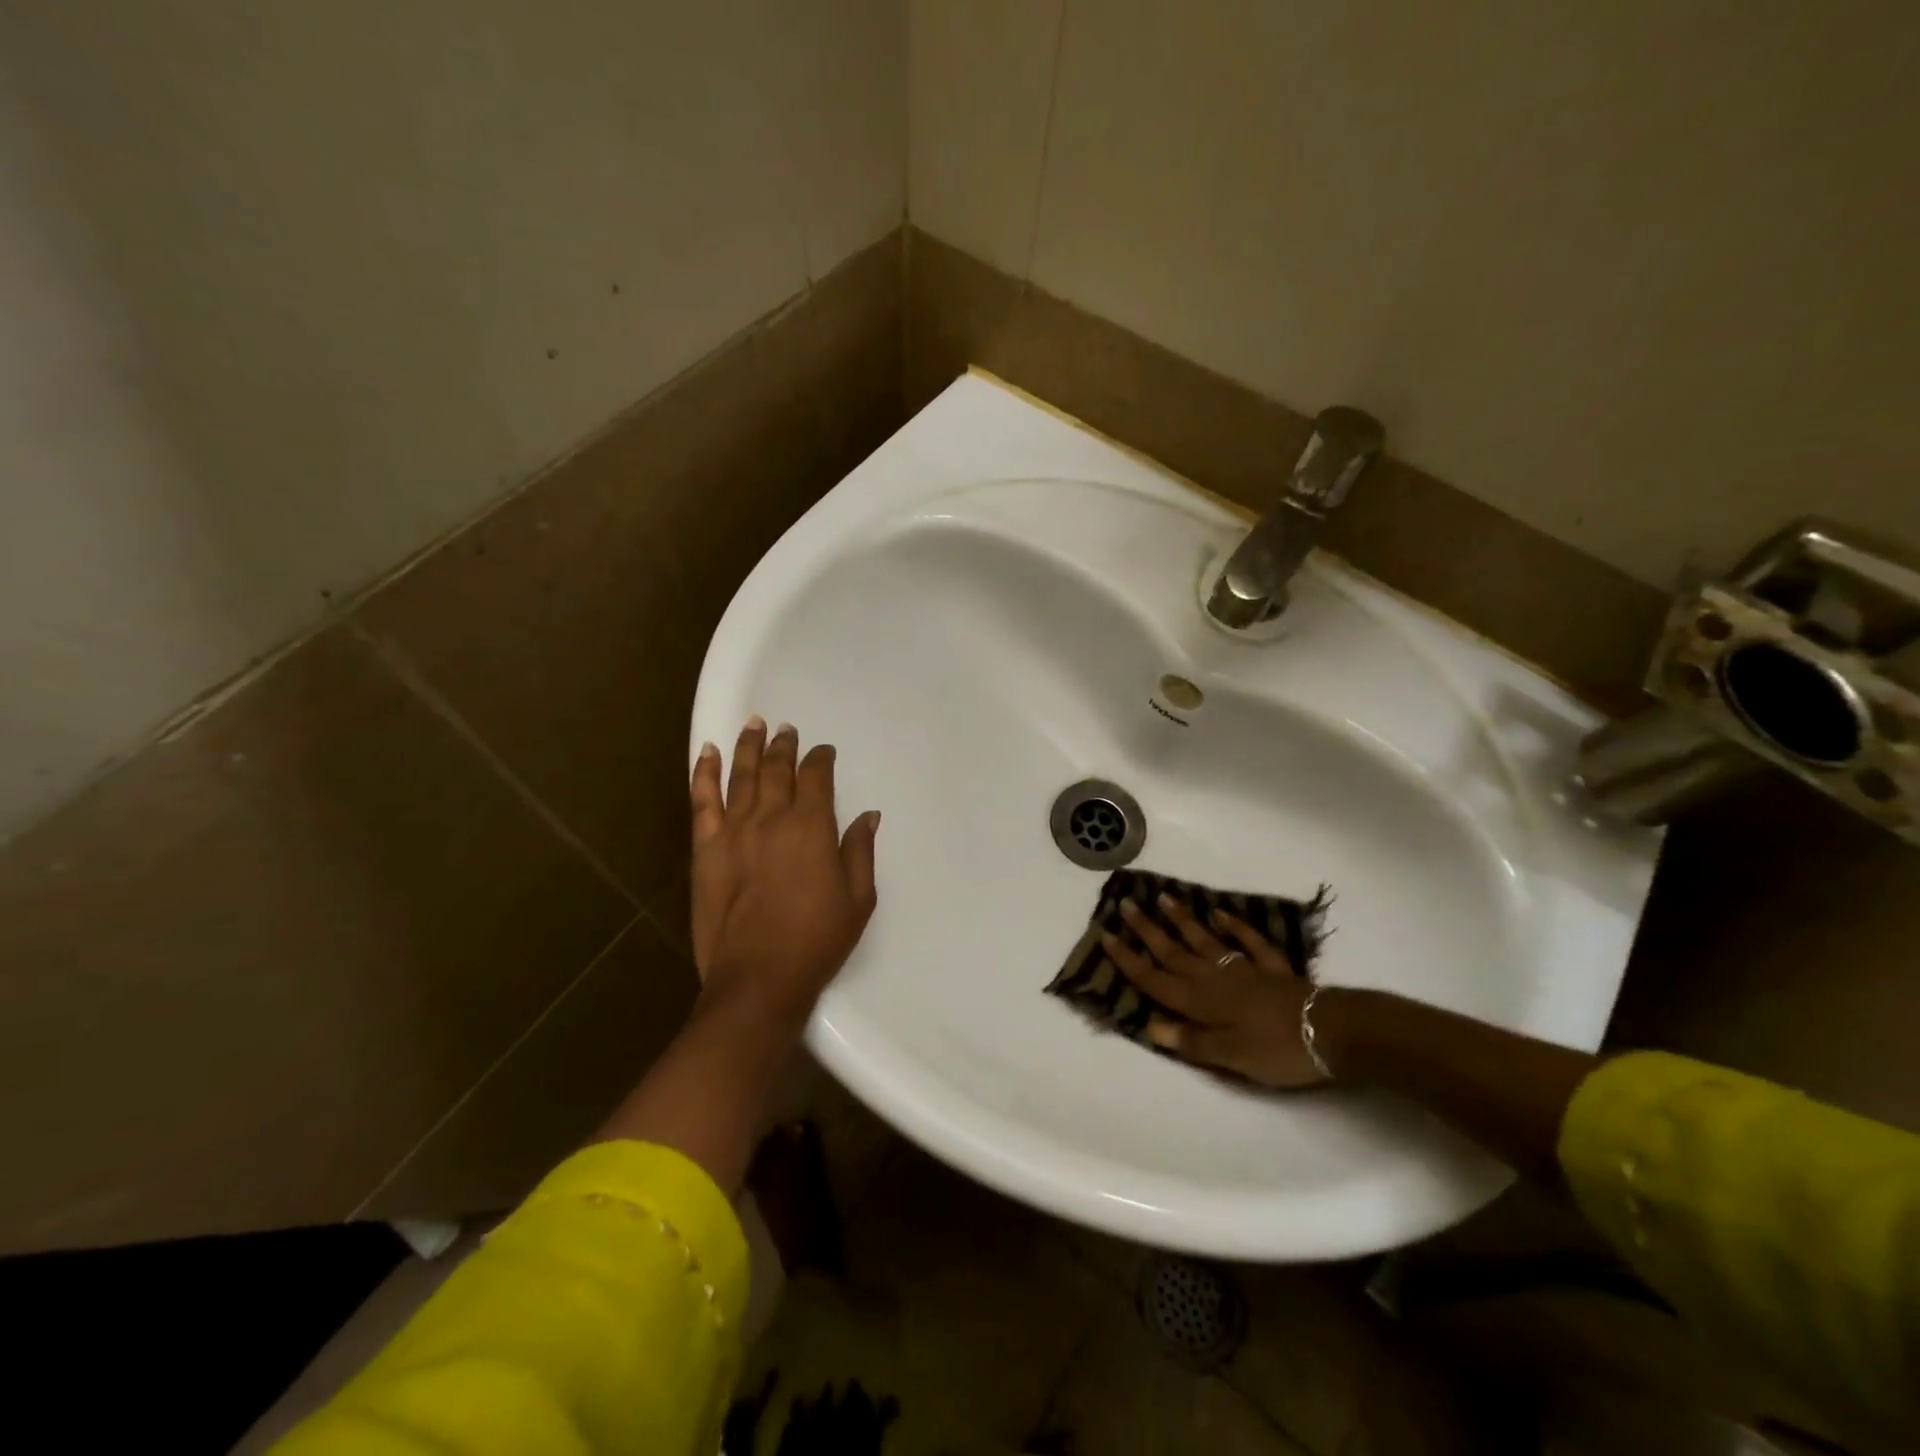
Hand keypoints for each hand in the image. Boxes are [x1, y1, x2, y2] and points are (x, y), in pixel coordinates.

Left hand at [689, 718, 880, 1031]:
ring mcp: (734, 831)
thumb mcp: (858, 899)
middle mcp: (772, 818)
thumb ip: (860, 851)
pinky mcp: (705, 849)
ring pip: (741, 776)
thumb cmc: (816, 940)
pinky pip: (702, 801)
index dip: (821, 759)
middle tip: (787, 730)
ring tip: (754, 724)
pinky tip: (708, 754)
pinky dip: (704, 773)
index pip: (816, 777)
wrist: (757, 979)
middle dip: (784, 745)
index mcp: (812, 827)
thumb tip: (868, 815)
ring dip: (749, 746)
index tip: (824, 752)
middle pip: (777, 769)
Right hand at [1101, 895, 1327, 1087]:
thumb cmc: (1278, 1050)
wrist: (1333, 1031)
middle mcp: (1215, 979)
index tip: (1106, 935)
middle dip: (1147, 931)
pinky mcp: (1272, 970)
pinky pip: (1249, 942)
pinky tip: (1222, 914)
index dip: (1129, 960)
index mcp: (1201, 1003)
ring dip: (1183, 921)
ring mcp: (1244, 969)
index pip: (1155, 980)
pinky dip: (1235, 927)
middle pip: (1173, 953)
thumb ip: (1192, 1042)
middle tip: (1126, 904)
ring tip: (1163, 898)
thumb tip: (1151, 1025)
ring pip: (1205, 941)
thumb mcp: (1231, 1057)